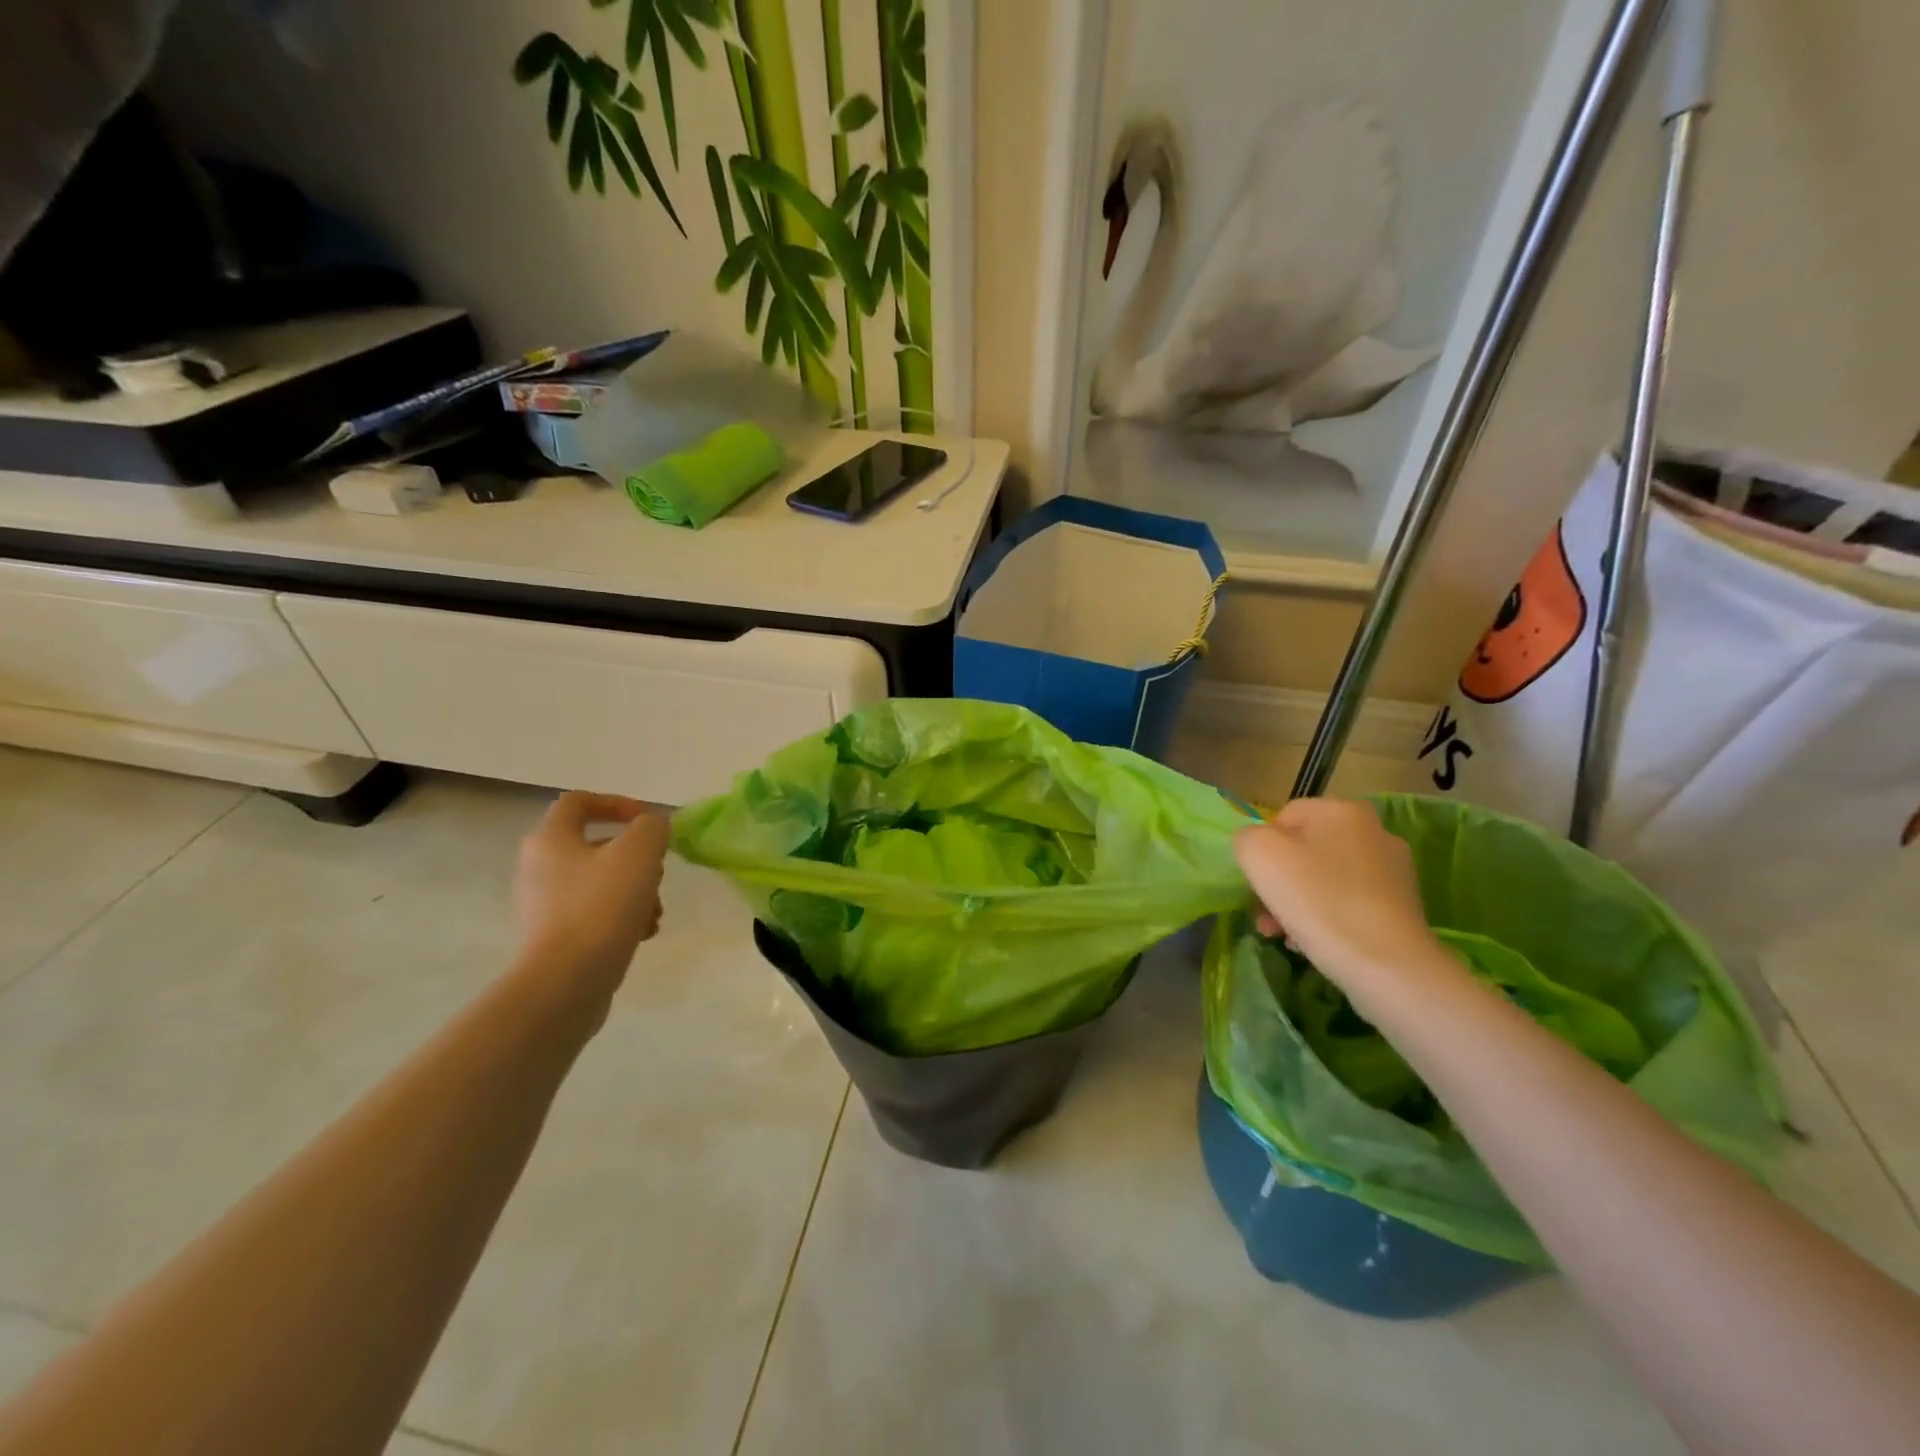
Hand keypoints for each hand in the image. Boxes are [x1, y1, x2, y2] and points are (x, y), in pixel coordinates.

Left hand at [514, 792, 668, 1006]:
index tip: (646, 820)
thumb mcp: (640, 851)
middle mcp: (539, 868)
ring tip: (655, 912)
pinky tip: (642, 933)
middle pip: (597, 846)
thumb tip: (652, 828)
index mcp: (550, 839)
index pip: (578, 802)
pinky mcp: (555, 938)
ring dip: (636, 890)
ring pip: (601, 882)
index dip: (615, 802)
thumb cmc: (602, 905)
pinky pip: (596, 913)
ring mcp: (545, 906)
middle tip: (657, 872)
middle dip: (636, 857)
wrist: (567, 981)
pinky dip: (622, 916)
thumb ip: (652, 827)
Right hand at [1234, 798, 1452, 1009]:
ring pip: (1325, 881)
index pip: (1284, 818)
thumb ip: (1247, 838)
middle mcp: (1374, 832)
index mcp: (1342, 810)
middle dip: (1278, 884)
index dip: (1262, 850)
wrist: (1387, 966)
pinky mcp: (1403, 908)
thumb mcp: (1259, 855)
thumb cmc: (1317, 900)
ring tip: (1284, 937)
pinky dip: (1327, 920)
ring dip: (1297, 905)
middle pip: (1305, 852)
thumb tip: (1256, 848)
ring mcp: (1394, 872)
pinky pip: (1349, 905)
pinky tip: (1314, 946)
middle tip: (1265, 917)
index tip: (1258, 884)